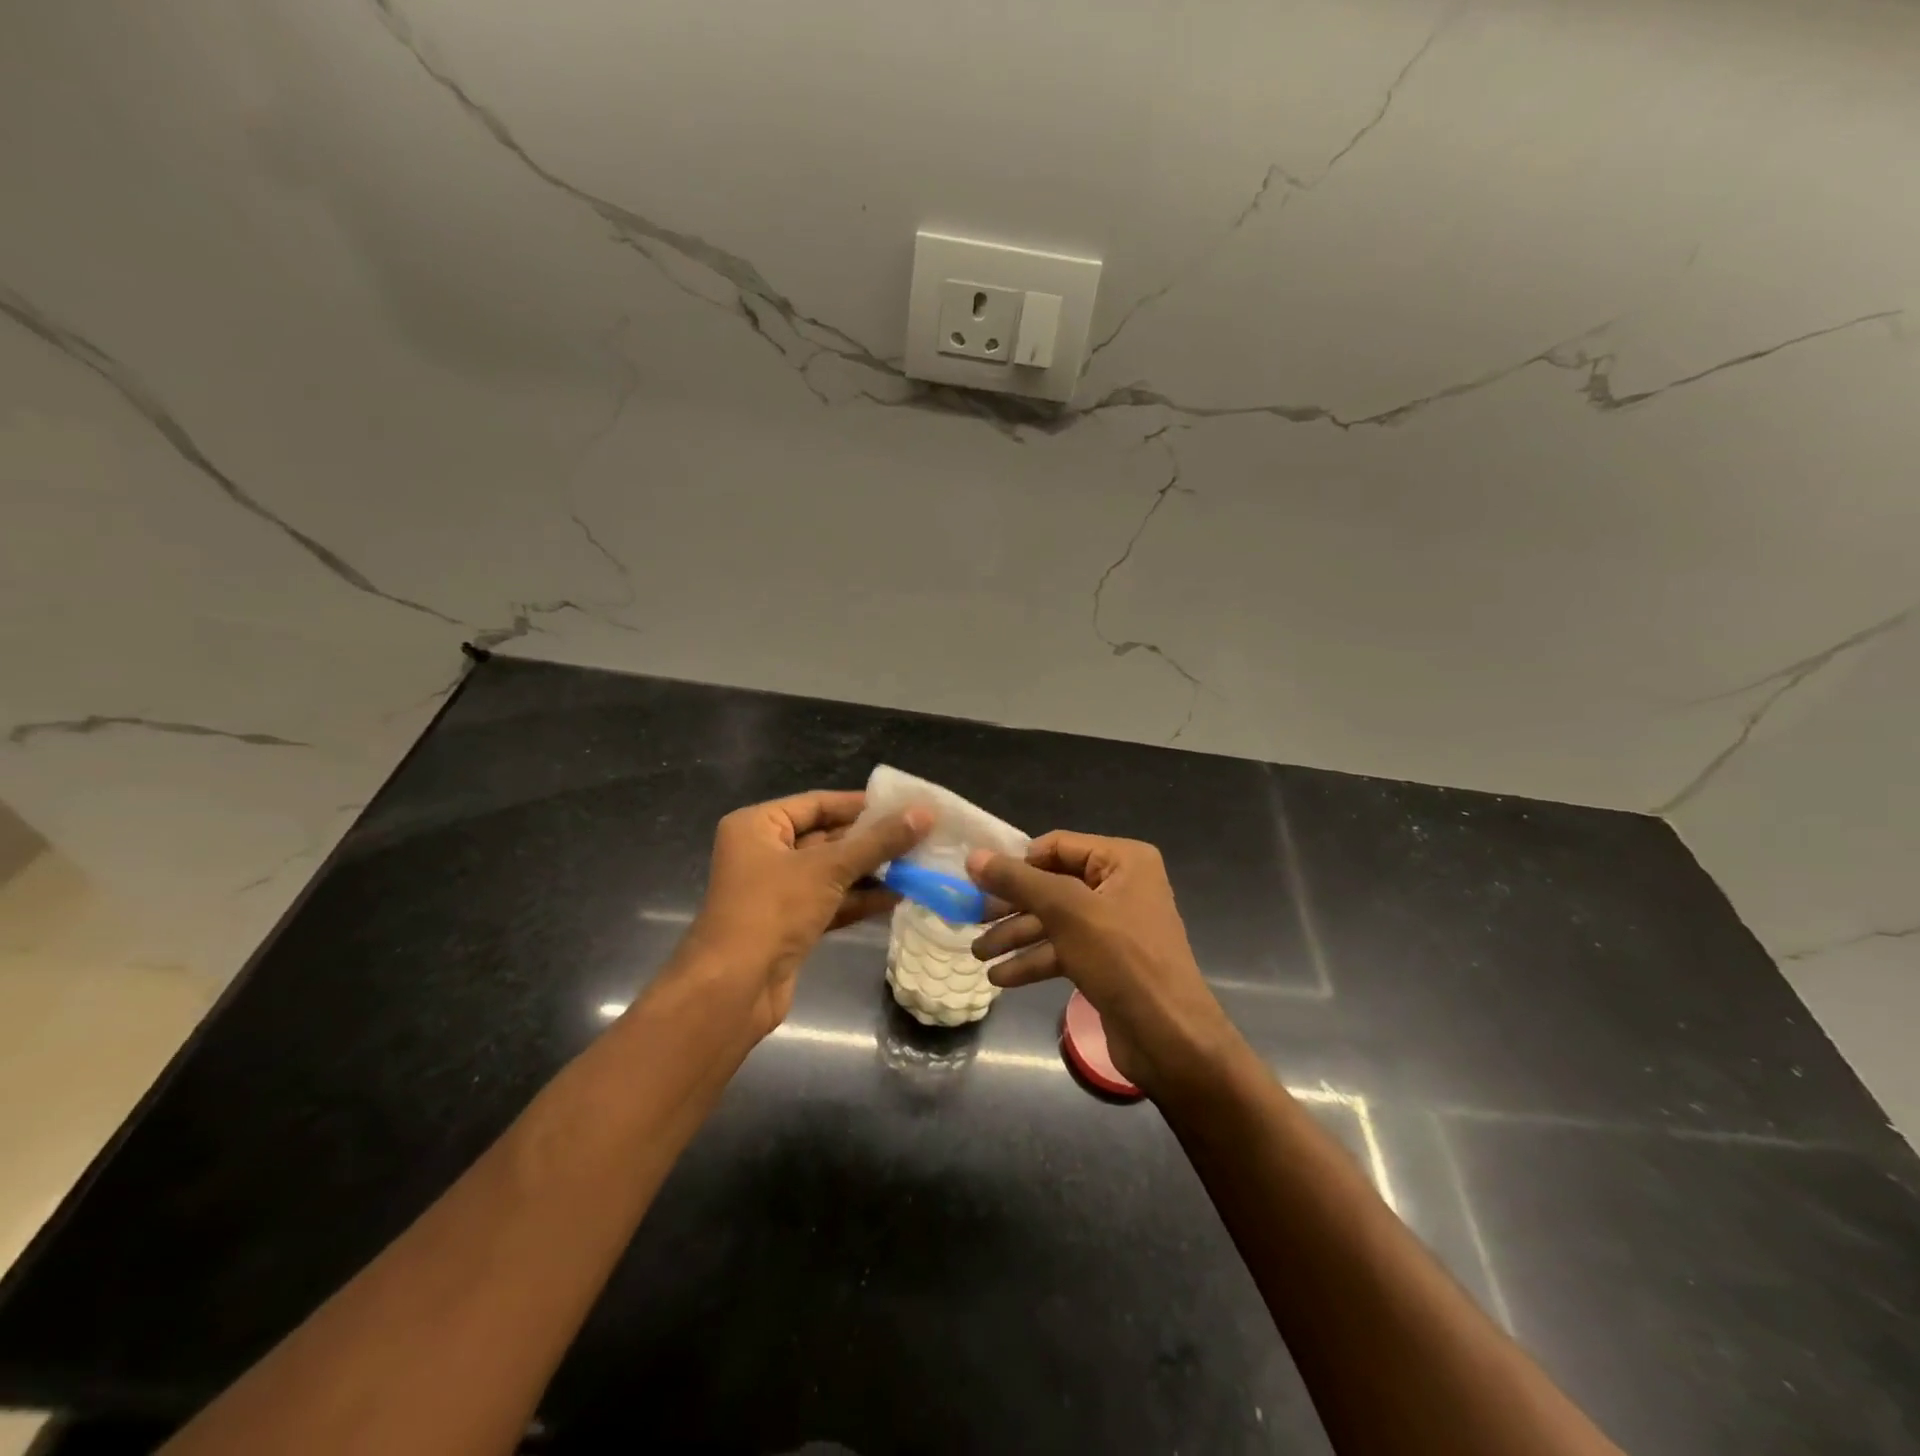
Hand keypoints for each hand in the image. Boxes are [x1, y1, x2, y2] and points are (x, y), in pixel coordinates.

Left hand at [682, 790, 930, 1036]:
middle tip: (918, 835)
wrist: (733, 989)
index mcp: (758, 826)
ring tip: (916, 864)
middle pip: (826, 837)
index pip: (817, 804)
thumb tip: (924, 814)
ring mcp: (776, 891)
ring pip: (831, 872)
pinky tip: (898, 896)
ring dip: (870, 871)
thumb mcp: (828, 869)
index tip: (904, 805)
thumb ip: (877, 842)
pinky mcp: (789, 924)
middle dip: (870, 840)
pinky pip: (830, 902)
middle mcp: (763, 853)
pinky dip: (859, 899)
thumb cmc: (772, 911)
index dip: (860, 804)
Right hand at [967, 831, 1234, 1095]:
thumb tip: (974, 856)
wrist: (1169, 1037)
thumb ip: (1018, 880)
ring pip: (1054, 921)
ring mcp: (1114, 925)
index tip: (980, 881)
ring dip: (1015, 936)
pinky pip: (1063, 950)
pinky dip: (1033, 960)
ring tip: (977, 954)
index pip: (1056, 846)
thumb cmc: (1121, 959)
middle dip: (1011, 905)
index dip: (1017, 862)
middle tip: (970, 918)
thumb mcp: (1066, 911)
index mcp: (1122, 860)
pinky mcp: (1106, 961)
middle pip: (1052, 885)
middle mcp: (1120, 885)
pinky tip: (1000, 977)